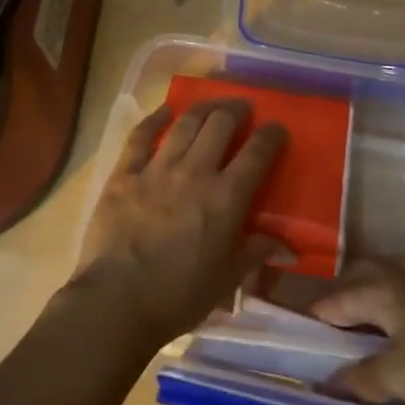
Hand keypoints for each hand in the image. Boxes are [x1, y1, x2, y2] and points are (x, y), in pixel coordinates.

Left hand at [67, 99, 288, 348]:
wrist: (117, 299)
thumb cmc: (178, 295)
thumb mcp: (226, 280)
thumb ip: (255, 253)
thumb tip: (287, 246)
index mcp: (226, 198)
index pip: (256, 154)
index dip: (270, 136)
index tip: (277, 128)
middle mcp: (195, 172)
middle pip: (220, 125)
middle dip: (236, 110)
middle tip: (242, 108)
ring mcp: (157, 168)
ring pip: (185, 124)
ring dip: (203, 108)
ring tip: (212, 105)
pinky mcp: (125, 173)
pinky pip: (141, 136)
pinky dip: (155, 119)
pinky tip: (164, 111)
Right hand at [310, 259, 404, 404]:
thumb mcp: (400, 379)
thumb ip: (361, 380)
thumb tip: (323, 382)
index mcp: (378, 291)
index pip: (331, 302)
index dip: (311, 320)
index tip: (294, 337)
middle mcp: (401, 275)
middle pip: (359, 276)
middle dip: (341, 296)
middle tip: (332, 328)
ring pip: (393, 273)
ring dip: (376, 290)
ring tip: (372, 317)